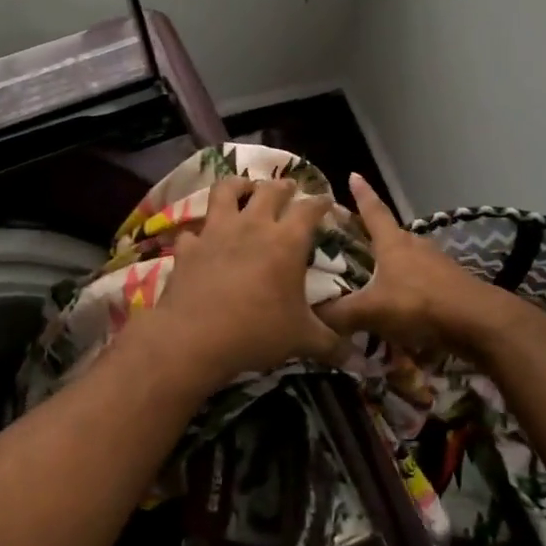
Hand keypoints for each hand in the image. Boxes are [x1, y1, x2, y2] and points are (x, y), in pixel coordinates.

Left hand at [147, 175, 343, 386]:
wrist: (195, 338)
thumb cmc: (257, 332)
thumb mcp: (302, 340)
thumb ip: (331, 344)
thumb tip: (357, 359)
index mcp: (287, 241)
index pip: (309, 209)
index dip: (320, 202)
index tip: (326, 201)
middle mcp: (253, 226)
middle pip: (270, 190)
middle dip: (283, 186)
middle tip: (288, 188)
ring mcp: (216, 232)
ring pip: (226, 191)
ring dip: (238, 185)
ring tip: (244, 188)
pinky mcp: (188, 247)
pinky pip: (194, 230)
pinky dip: (200, 232)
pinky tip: (202, 239)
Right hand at [315, 175, 520, 356]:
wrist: (478, 322)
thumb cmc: (420, 304)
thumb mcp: (372, 311)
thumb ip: (339, 314)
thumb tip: (311, 315)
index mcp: (393, 243)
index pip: (373, 211)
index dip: (362, 194)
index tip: (354, 175)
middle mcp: (415, 246)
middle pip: (390, 235)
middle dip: (372, 236)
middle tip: (352, 240)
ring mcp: (437, 264)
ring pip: (407, 258)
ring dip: (391, 265)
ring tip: (373, 277)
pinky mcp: (450, 285)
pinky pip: (421, 281)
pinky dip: (407, 288)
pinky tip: (400, 305)